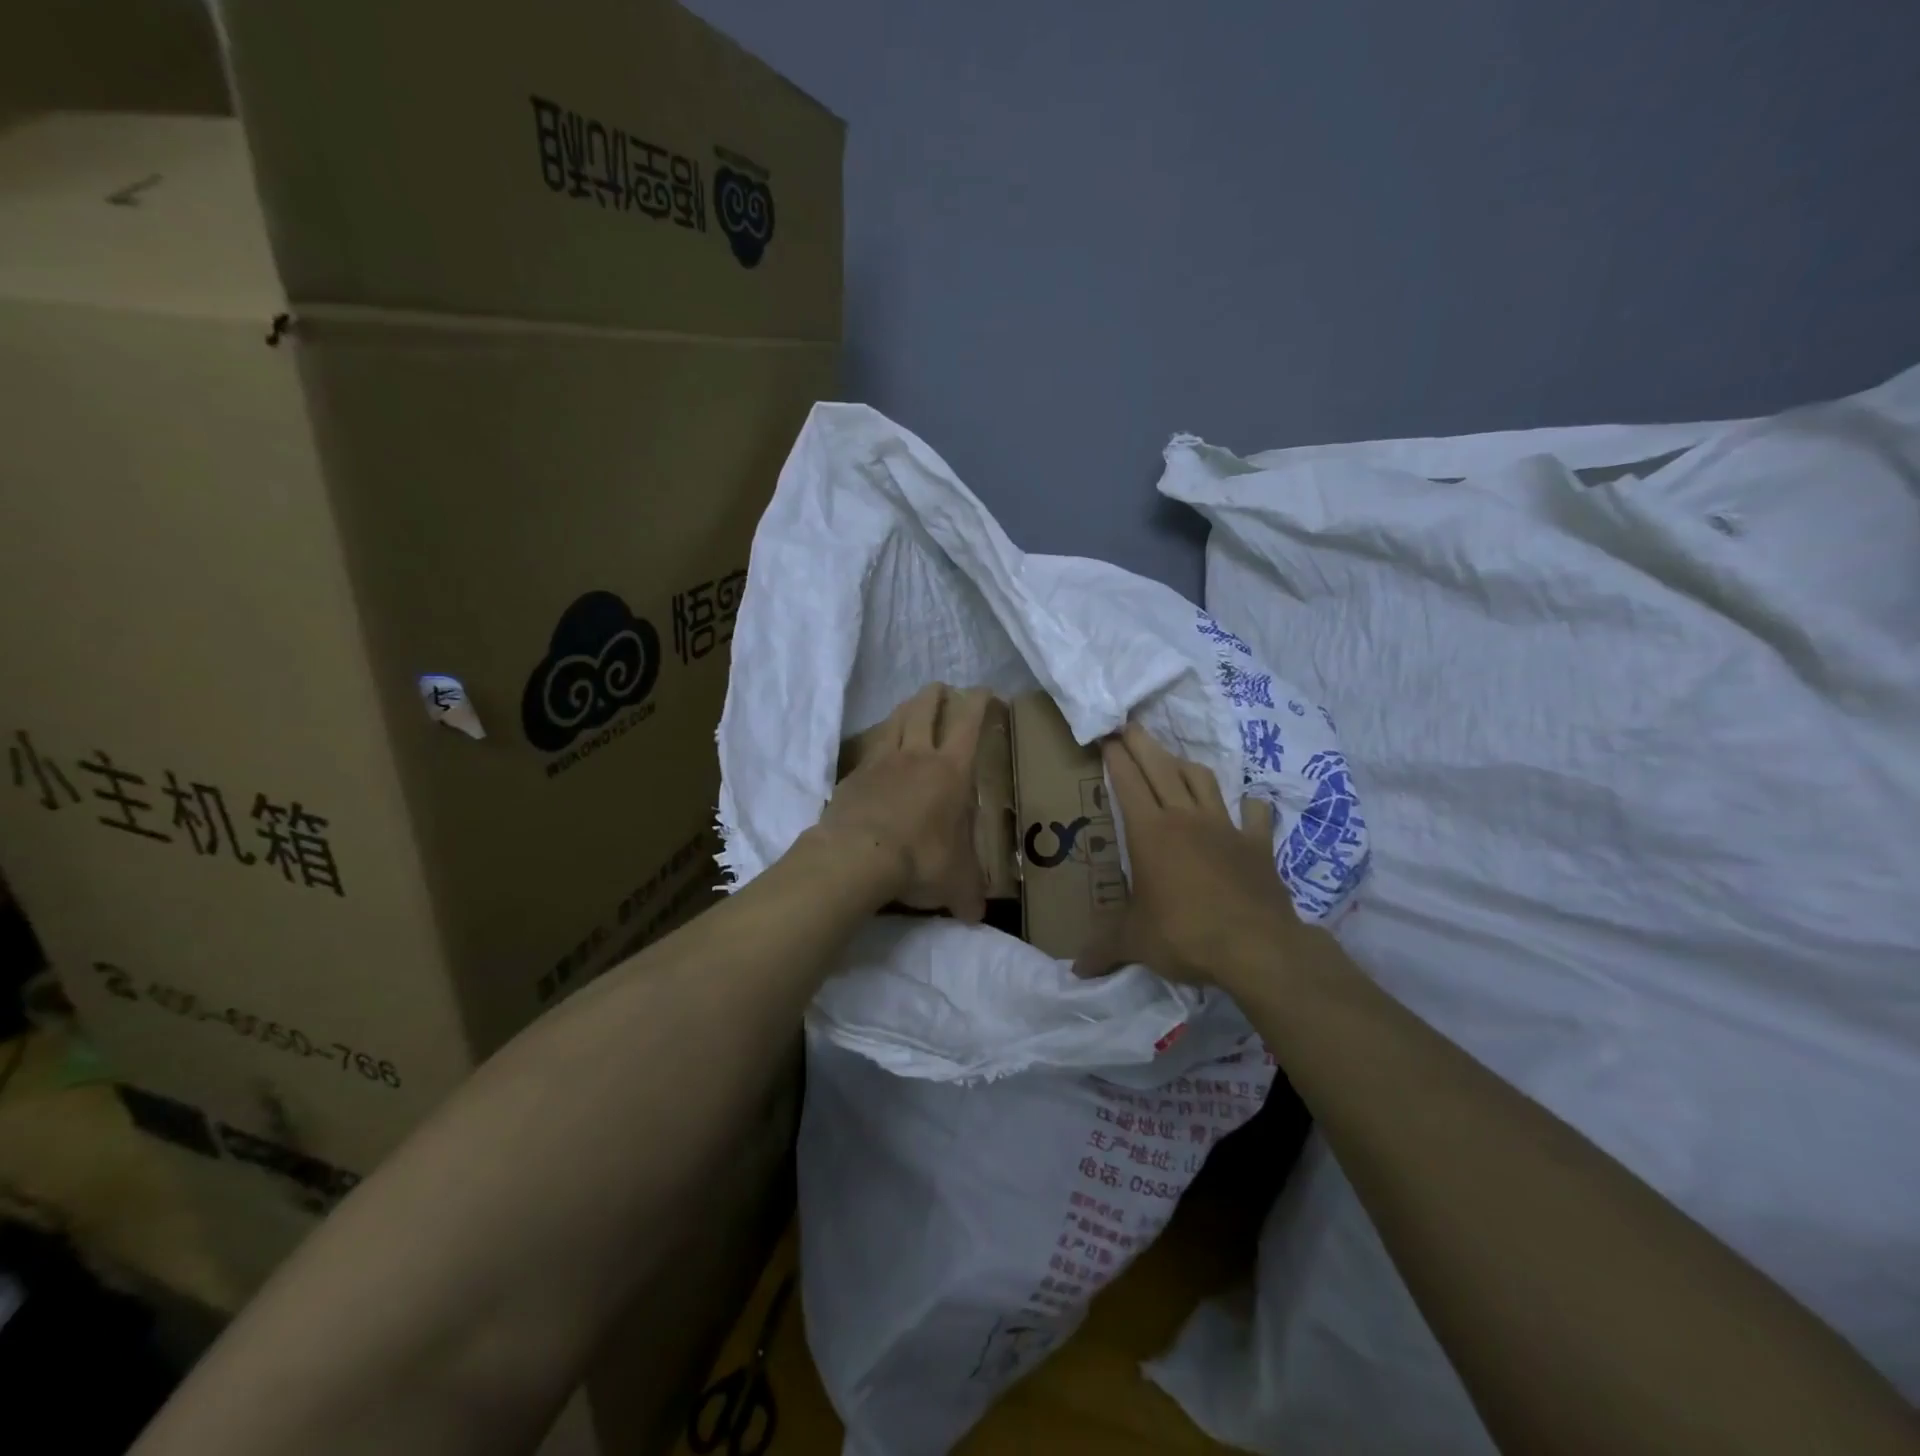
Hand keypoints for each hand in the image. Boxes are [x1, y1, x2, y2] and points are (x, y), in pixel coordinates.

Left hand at [816, 683, 994, 921]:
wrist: (858, 857)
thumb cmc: (920, 860)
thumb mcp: (955, 883)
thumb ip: (968, 896)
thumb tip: (976, 917)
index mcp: (951, 770)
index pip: (969, 723)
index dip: (979, 702)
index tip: (986, 692)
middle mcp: (917, 755)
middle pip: (925, 707)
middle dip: (937, 694)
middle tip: (943, 690)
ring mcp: (881, 761)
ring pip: (894, 720)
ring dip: (906, 709)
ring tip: (911, 709)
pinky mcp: (853, 775)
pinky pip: (868, 749)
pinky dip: (878, 744)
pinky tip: (877, 754)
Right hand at [1074, 723, 1306, 988]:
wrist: (1255, 946)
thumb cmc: (1184, 934)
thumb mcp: (1135, 942)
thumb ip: (1104, 949)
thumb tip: (1076, 970)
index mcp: (1150, 832)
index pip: (1128, 781)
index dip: (1115, 756)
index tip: (1106, 735)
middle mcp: (1185, 818)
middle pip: (1161, 766)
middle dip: (1142, 742)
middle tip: (1129, 725)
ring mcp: (1225, 827)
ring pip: (1202, 780)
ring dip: (1185, 765)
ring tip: (1174, 760)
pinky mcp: (1257, 844)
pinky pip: (1254, 814)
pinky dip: (1250, 805)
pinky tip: (1249, 803)